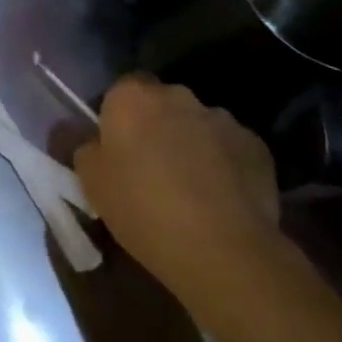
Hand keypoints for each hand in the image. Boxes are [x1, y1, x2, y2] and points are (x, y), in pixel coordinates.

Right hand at [74, 73, 281, 311]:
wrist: (223, 250)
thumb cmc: (143, 209)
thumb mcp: (91, 182)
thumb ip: (85, 148)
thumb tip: (94, 140)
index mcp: (132, 97)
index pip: (120, 91)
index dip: (118, 119)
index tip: (118, 151)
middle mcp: (177, 95)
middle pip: (161, 105)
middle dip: (157, 128)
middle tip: (151, 170)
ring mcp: (221, 118)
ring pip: (197, 125)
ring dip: (192, 145)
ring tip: (191, 190)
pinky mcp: (256, 146)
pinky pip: (230, 149)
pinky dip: (225, 165)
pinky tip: (222, 201)